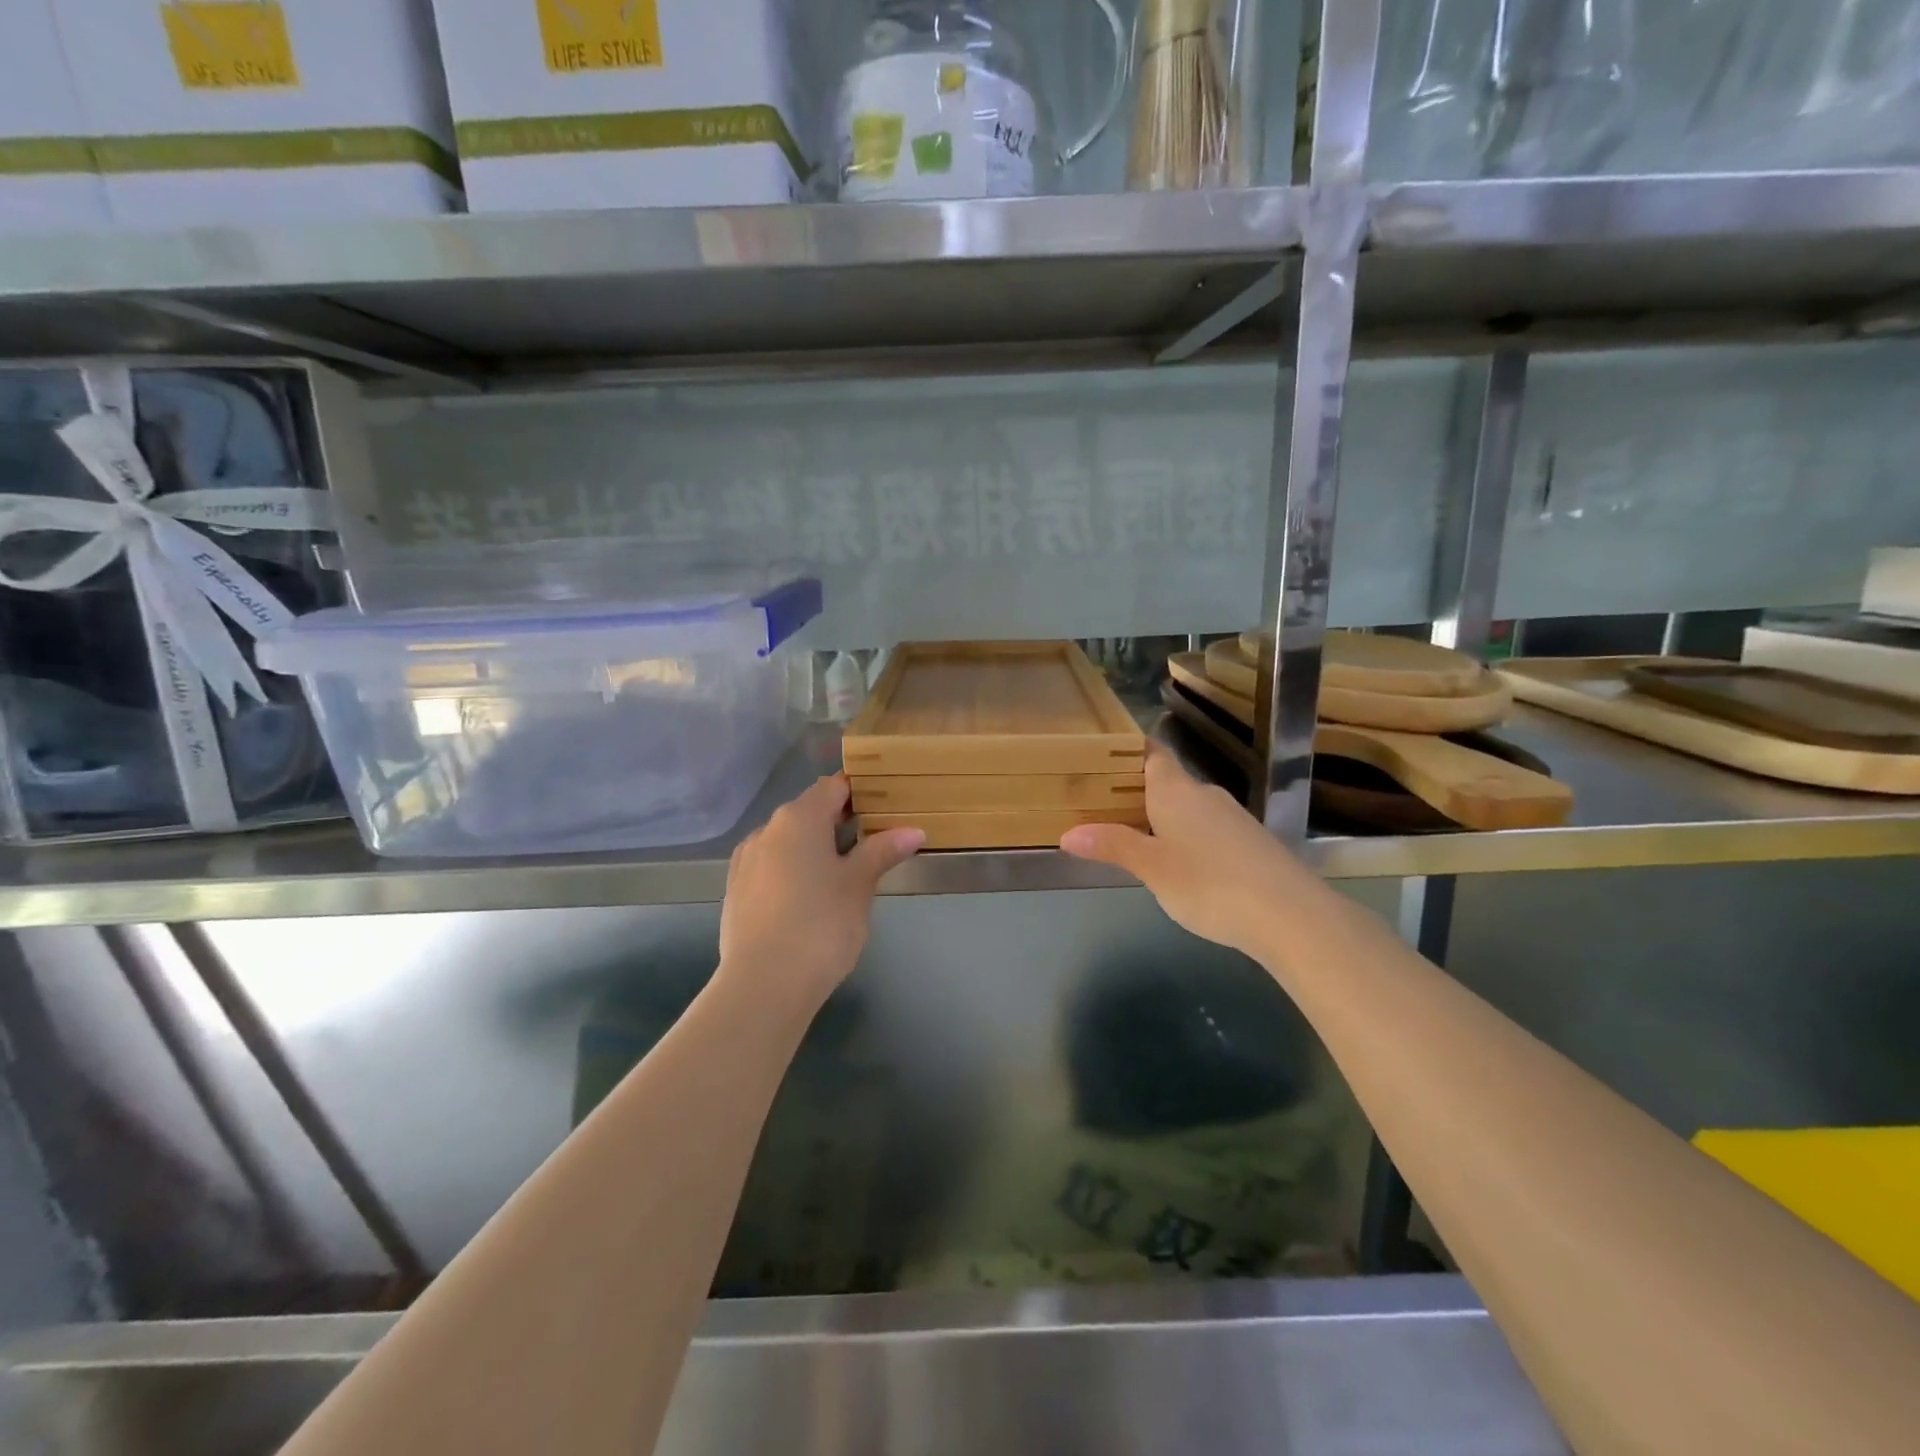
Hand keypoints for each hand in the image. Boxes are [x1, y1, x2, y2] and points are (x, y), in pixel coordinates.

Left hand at [718, 775, 923, 1009]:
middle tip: (873, 844)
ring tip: (843, 876)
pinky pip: (771, 868)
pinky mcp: (735, 892)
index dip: (859, 791)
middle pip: (808, 812)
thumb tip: (913, 830)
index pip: (833, 787)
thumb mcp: (859, 885)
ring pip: (787, 842)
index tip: (884, 805)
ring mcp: (745, 861)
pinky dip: (793, 872)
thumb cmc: (821, 925)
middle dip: (839, 823)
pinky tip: (809, 900)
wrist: (763, 985)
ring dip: (814, 849)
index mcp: (798, 818)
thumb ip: (882, 851)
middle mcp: (766, 830)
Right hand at [1060, 744, 1309, 959]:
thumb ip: (1112, 846)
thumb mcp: (1152, 868)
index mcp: (1177, 790)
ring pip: (1189, 808)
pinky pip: (1208, 830)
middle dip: (1138, 791)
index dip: (1129, 750)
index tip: (1102, 756)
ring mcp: (1233, 818)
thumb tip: (1068, 834)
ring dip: (1163, 817)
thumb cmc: (1209, 882)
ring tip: (1132, 837)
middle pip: (1168, 781)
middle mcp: (1205, 794)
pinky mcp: (1251, 844)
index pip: (1153, 753)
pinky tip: (1179, 866)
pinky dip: (1188, 838)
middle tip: (1102, 805)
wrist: (1291, 916)